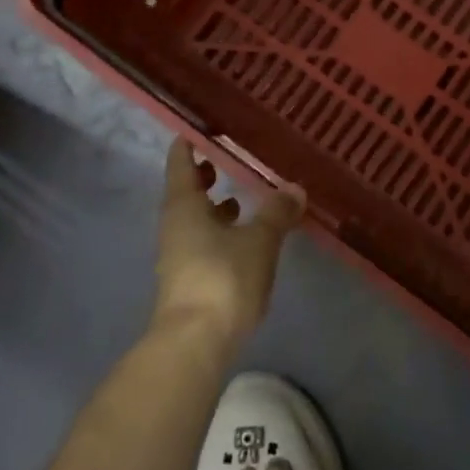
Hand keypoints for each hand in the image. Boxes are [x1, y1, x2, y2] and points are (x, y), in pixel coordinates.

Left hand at [152, 138, 304, 351]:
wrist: (194, 344)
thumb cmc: (223, 278)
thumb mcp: (260, 240)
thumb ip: (277, 212)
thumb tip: (294, 188)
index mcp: (184, 205)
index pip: (181, 161)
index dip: (191, 141)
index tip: (206, 125)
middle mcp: (174, 225)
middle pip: (185, 191)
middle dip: (204, 174)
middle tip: (228, 158)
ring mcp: (178, 255)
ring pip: (193, 219)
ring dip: (212, 207)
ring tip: (239, 198)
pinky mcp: (189, 280)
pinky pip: (202, 242)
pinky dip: (219, 232)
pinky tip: (243, 239)